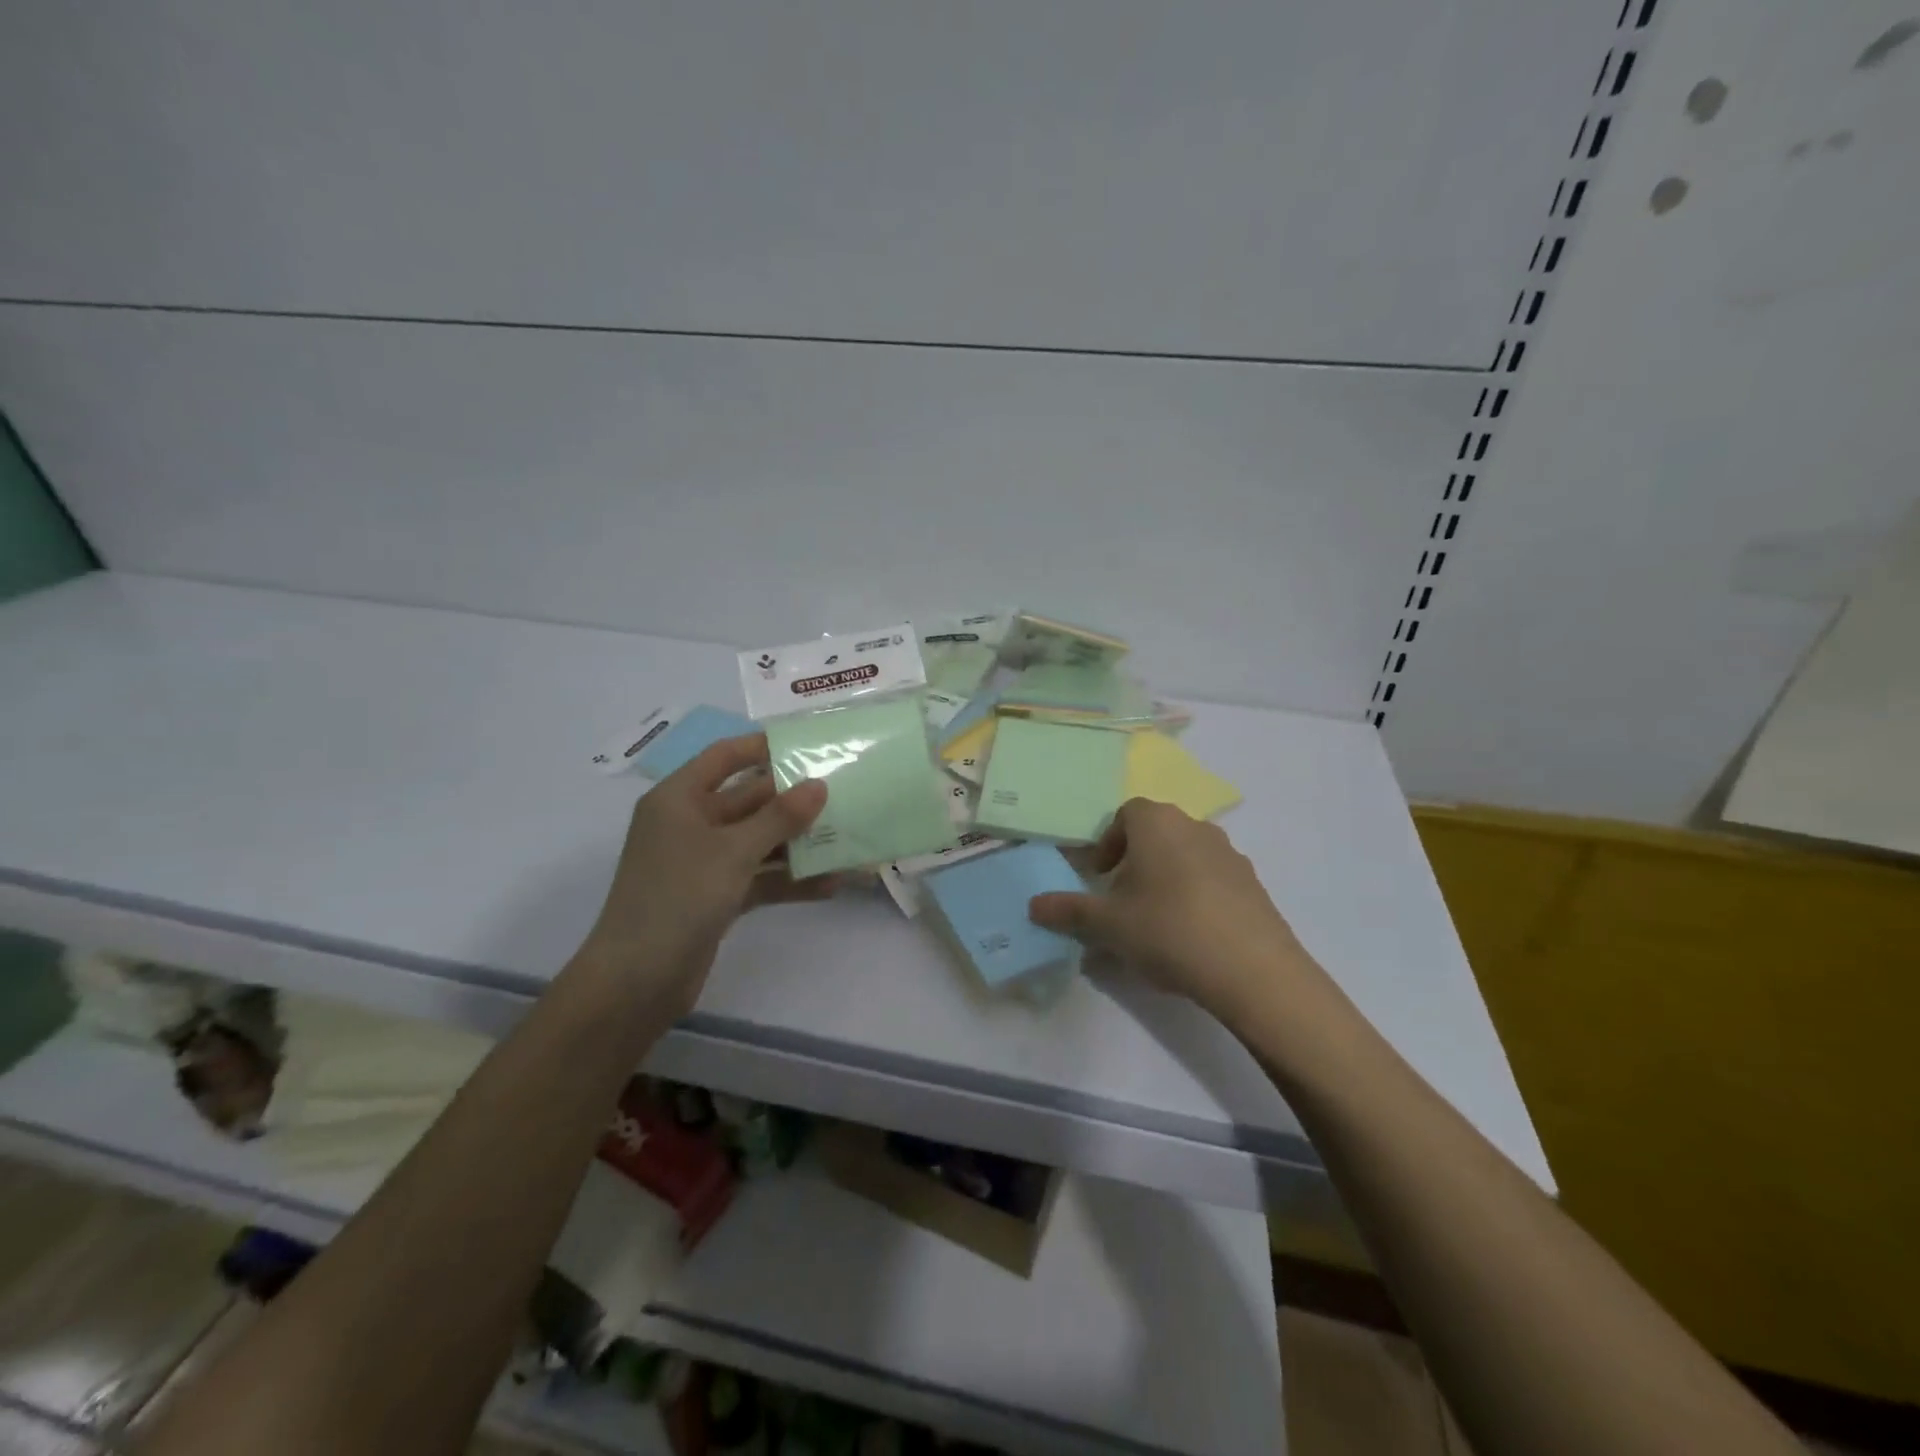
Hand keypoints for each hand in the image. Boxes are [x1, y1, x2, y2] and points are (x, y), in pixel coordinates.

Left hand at [575, 733, 832, 1015]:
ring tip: (848, 837)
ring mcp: (704, 862)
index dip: (763, 747)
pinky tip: (831, 884)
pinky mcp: (717, 895)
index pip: (724, 757)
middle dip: (794, 800)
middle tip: (844, 792)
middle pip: (749, 800)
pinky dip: (789, 879)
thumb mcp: (732, 851)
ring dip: (798, 843)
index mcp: (680, 799)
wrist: (637, 982)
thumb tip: (819, 785)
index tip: (809, 745)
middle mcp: (691, 824)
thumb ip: (779, 817)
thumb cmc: (678, 897)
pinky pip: (760, 877)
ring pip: (759, 841)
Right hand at [1028, 798, 1325, 1023]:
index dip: (1107, 842)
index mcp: (1157, 823)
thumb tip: (1033, 905)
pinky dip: (1196, 897)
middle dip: (1134, 862)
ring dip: (1166, 879)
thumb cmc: (1168, 930)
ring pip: (1186, 857)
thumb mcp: (1108, 925)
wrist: (1254, 971)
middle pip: (1156, 834)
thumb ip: (1068, 911)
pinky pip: (1213, 881)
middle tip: (1121, 901)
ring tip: (1155, 922)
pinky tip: (1191, 937)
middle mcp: (1196, 827)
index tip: (1099, 875)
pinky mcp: (1254, 885)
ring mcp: (1231, 855)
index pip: (1125, 814)